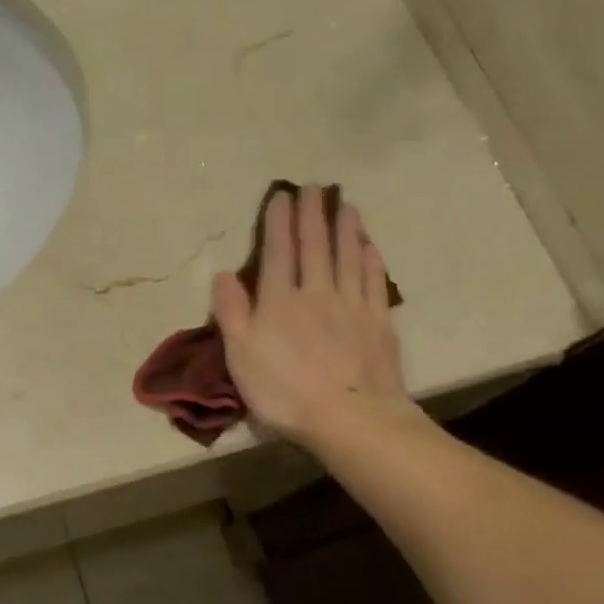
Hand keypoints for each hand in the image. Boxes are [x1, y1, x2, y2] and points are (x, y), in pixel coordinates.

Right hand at [211, 186, 427, 452]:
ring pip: (348, 257)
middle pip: (315, 246)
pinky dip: (371, 260)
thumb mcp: (240, 355)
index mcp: (279, 300)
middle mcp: (317, 292)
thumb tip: (224, 274)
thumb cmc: (284, 390)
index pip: (277, 252)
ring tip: (345, 205)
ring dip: (346, 229)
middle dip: (312, 215)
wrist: (350, 417)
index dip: (278, 222)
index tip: (281, 195)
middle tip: (314, 187)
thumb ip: (231, 312)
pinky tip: (370, 247)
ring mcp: (352, 305)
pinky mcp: (379, 322)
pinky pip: (374, 282)